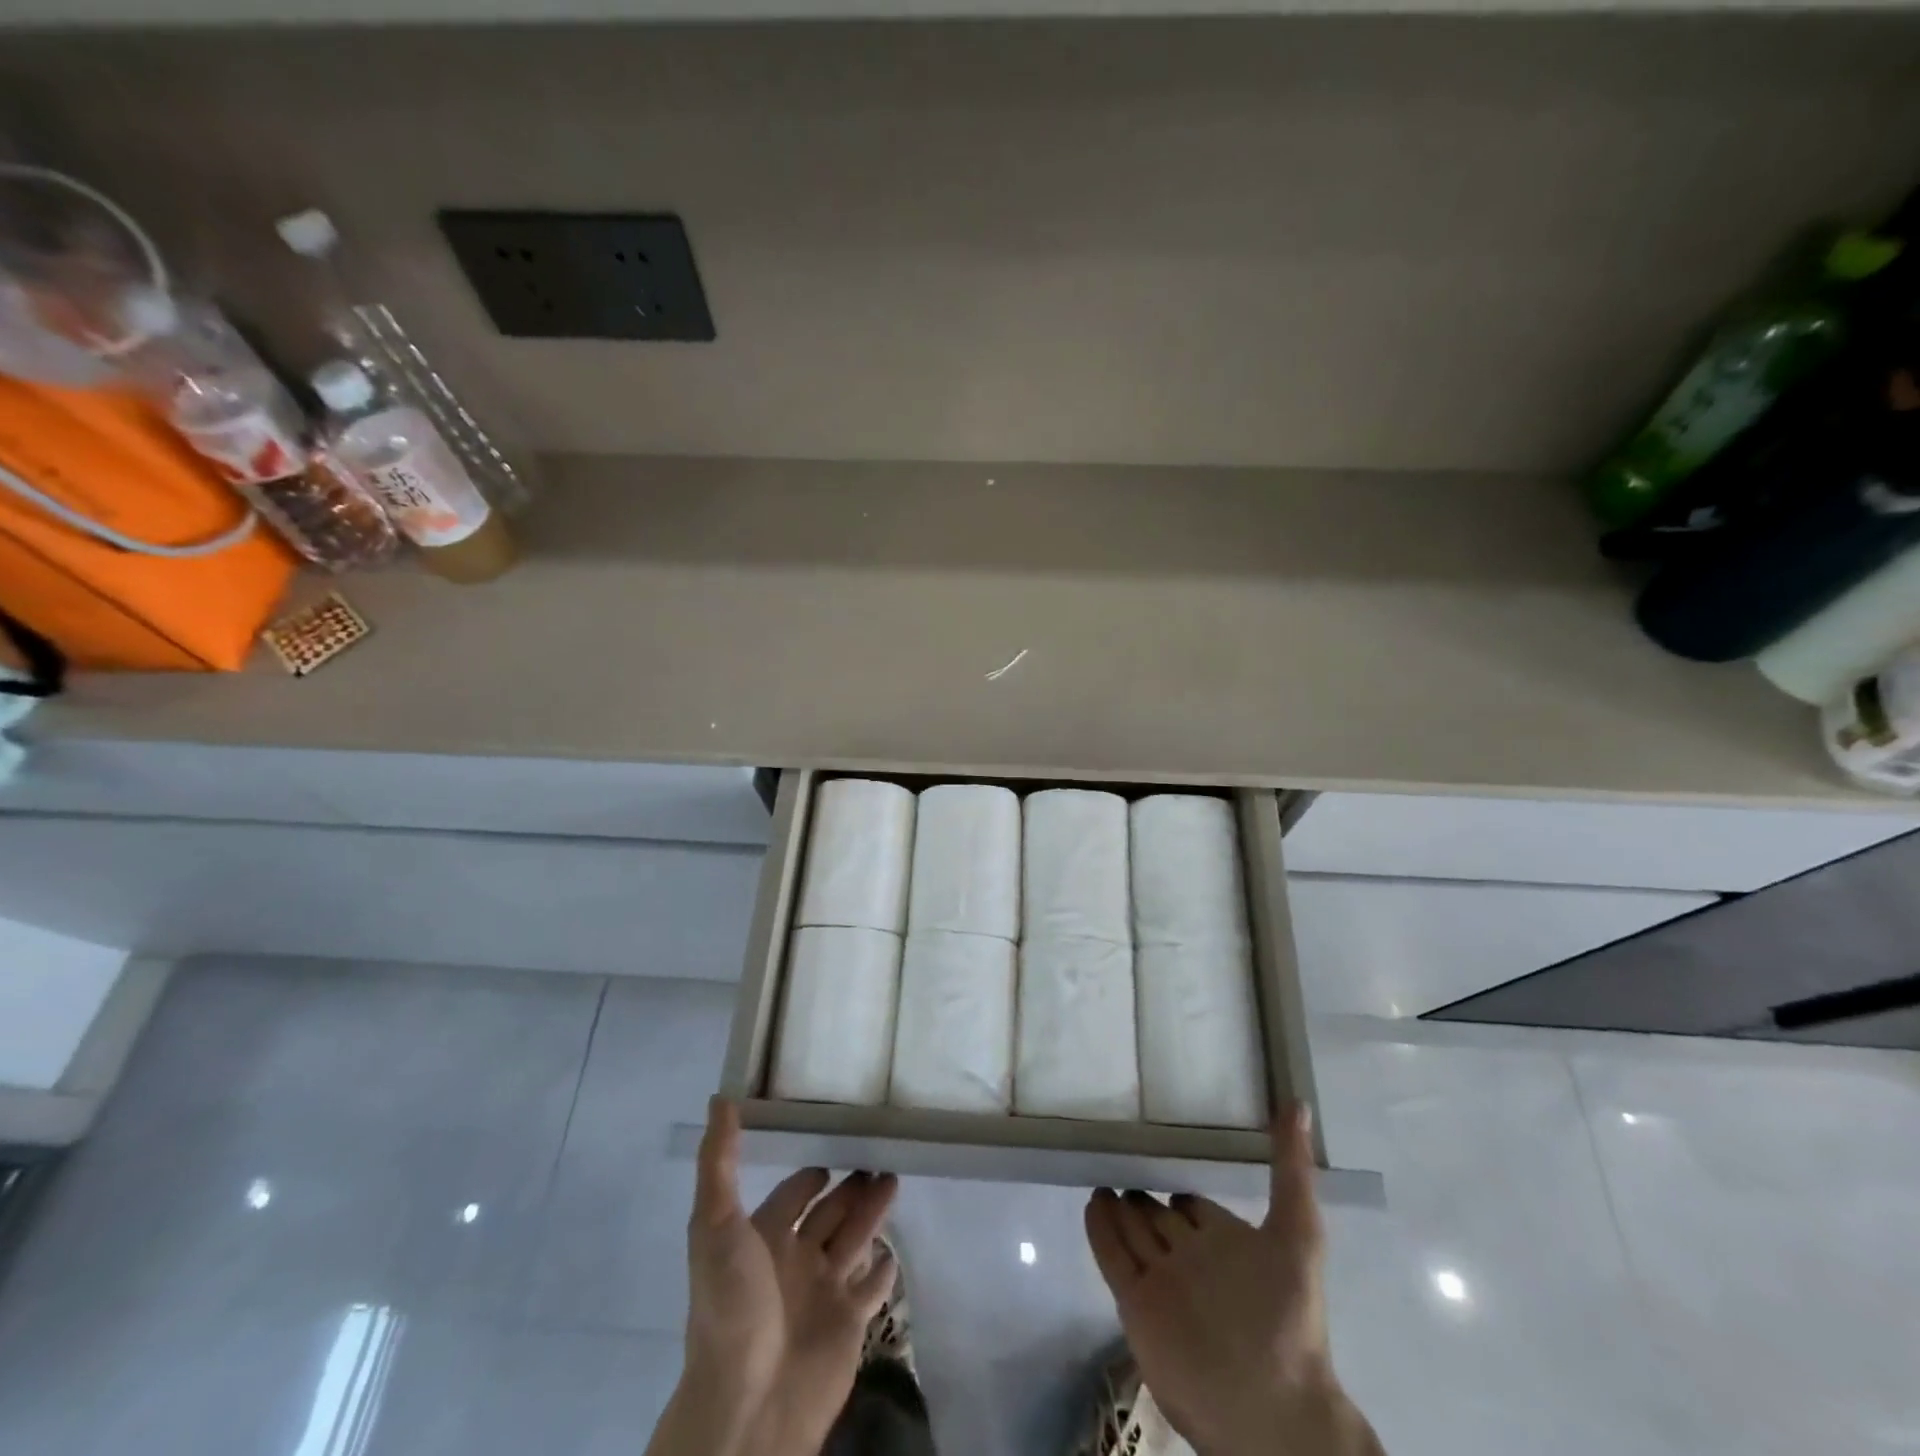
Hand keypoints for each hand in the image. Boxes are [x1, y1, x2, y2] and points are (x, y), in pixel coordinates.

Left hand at [650, 1097, 897, 1455]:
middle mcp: (794, 1260)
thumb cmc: (732, 1306)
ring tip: (895, 1178)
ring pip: (854, 1239)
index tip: (835, 1136)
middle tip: (881, 1151)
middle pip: (830, 1212)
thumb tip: (720, 1097)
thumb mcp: (715, 1224)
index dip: (811, 1171)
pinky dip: (884, 1268)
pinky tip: (895, 1248)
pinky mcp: (851, 1322)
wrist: (749, 1405)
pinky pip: (872, 1287)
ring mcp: (824, 1292)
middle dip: (851, 1186)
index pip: (794, 1193)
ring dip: (873, 1211)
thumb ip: (720, 1161)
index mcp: (764, 1238)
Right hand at [1083, 1106, 1381, 1455]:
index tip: (1162, 1155)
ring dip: (1118, 1205)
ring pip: (1134, 1232)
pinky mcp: (1136, 1305)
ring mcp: (1162, 1282)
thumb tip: (1300, 1104)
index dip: (1180, 1188)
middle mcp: (1192, 1259)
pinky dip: (1100, 1230)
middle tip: (1117, 1157)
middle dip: (1142, 1193)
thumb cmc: (1287, 1318)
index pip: (1195, 1206)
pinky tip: (1091, 1201)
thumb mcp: (1298, 1233)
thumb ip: (1292, 1170)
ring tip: (1100, 1173)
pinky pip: (1112, 1256)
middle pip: (1160, 1218)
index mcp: (1229, 1246)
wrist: (1269, 1410)